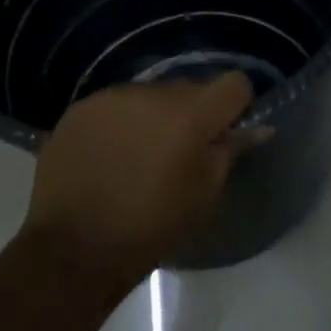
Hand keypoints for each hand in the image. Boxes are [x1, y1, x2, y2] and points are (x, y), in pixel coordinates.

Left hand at [22, 72, 259, 290]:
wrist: (73, 247)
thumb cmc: (150, 228)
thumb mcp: (202, 197)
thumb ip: (229, 153)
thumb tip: (257, 128)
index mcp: (190, 115)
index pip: (233, 83)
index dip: (234, 107)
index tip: (223, 134)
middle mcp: (152, 93)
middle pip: (189, 88)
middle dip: (192, 113)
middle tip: (179, 153)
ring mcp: (112, 96)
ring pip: (150, 95)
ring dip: (154, 117)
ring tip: (138, 157)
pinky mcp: (81, 107)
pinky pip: (115, 104)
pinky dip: (120, 123)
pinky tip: (108, 156)